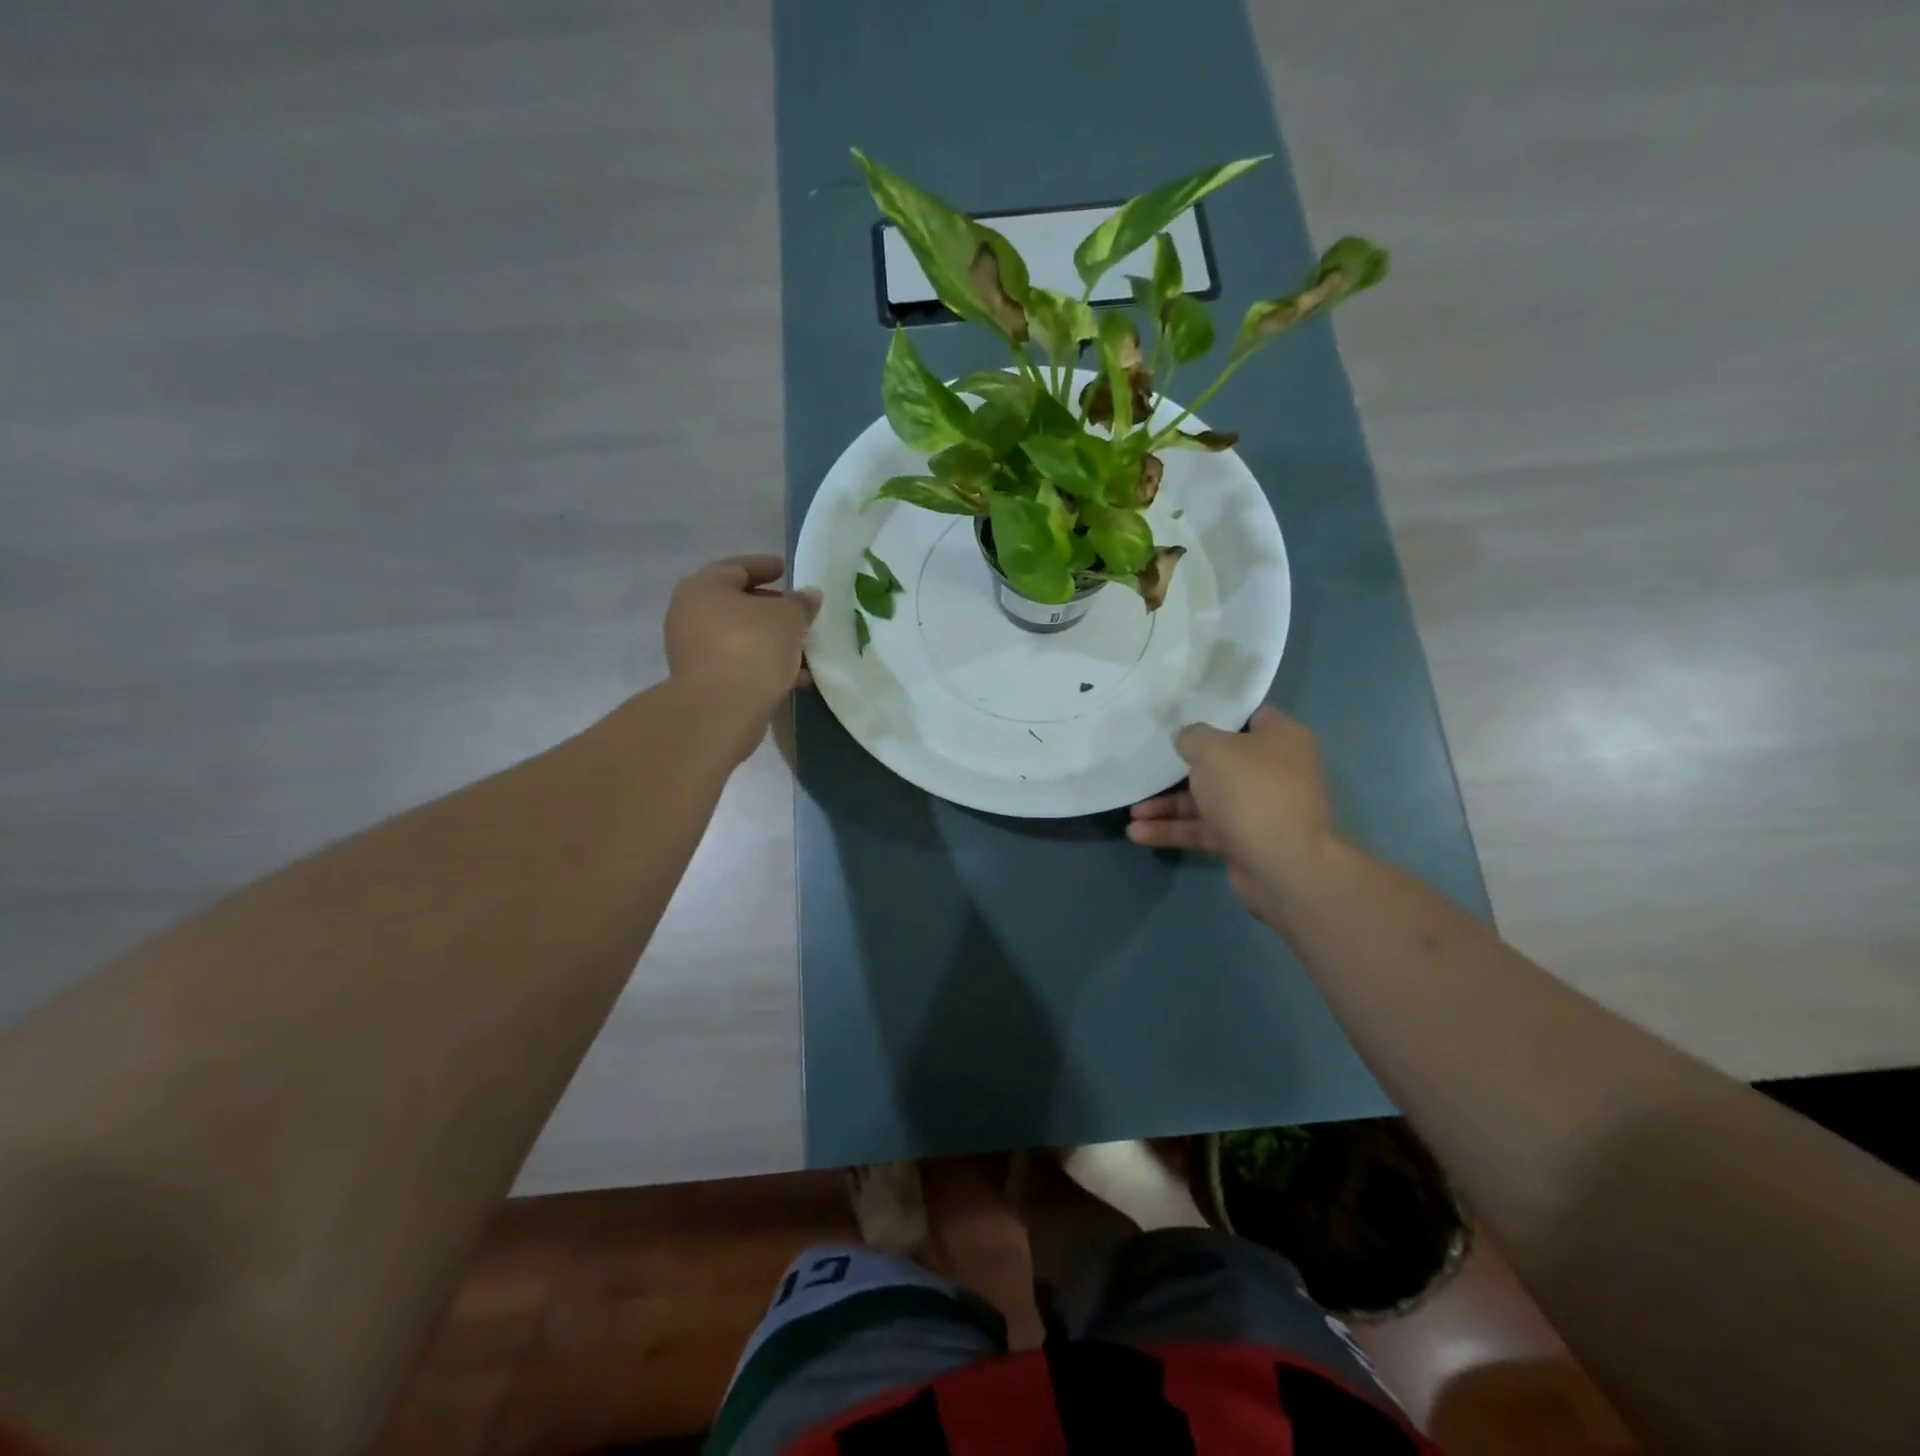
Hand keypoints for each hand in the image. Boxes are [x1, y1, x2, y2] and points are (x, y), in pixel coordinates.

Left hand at [664, 555, 819, 750]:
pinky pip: (740, 663)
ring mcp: (694, 651)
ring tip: (803, 646)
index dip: (765, 566)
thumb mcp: (788, 618)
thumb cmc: (753, 647)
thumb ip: (801, 603)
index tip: (787, 570)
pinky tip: (794, 675)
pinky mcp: (704, 681)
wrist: (722, 709)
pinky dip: (764, 664)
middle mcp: (690, 615)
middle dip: (771, 608)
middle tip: (799, 611)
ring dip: (771, 640)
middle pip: (737, 604)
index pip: (737, 567)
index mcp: (703, 588)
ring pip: (740, 637)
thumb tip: (809, 595)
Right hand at [1127, 705, 1339, 928]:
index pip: (1246, 716)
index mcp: (1280, 738)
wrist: (1284, 866)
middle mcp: (1274, 770)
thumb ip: (1192, 736)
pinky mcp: (1245, 839)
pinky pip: (1204, 828)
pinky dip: (1174, 829)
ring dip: (1168, 805)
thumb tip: (1187, 738)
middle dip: (1179, 767)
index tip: (1178, 717)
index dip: (1213, 714)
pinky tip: (1138, 833)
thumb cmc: (1251, 791)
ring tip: (1132, 811)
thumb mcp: (1213, 750)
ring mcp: (1259, 807)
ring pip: (1207, 799)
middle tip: (1147, 763)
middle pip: (1220, 761)